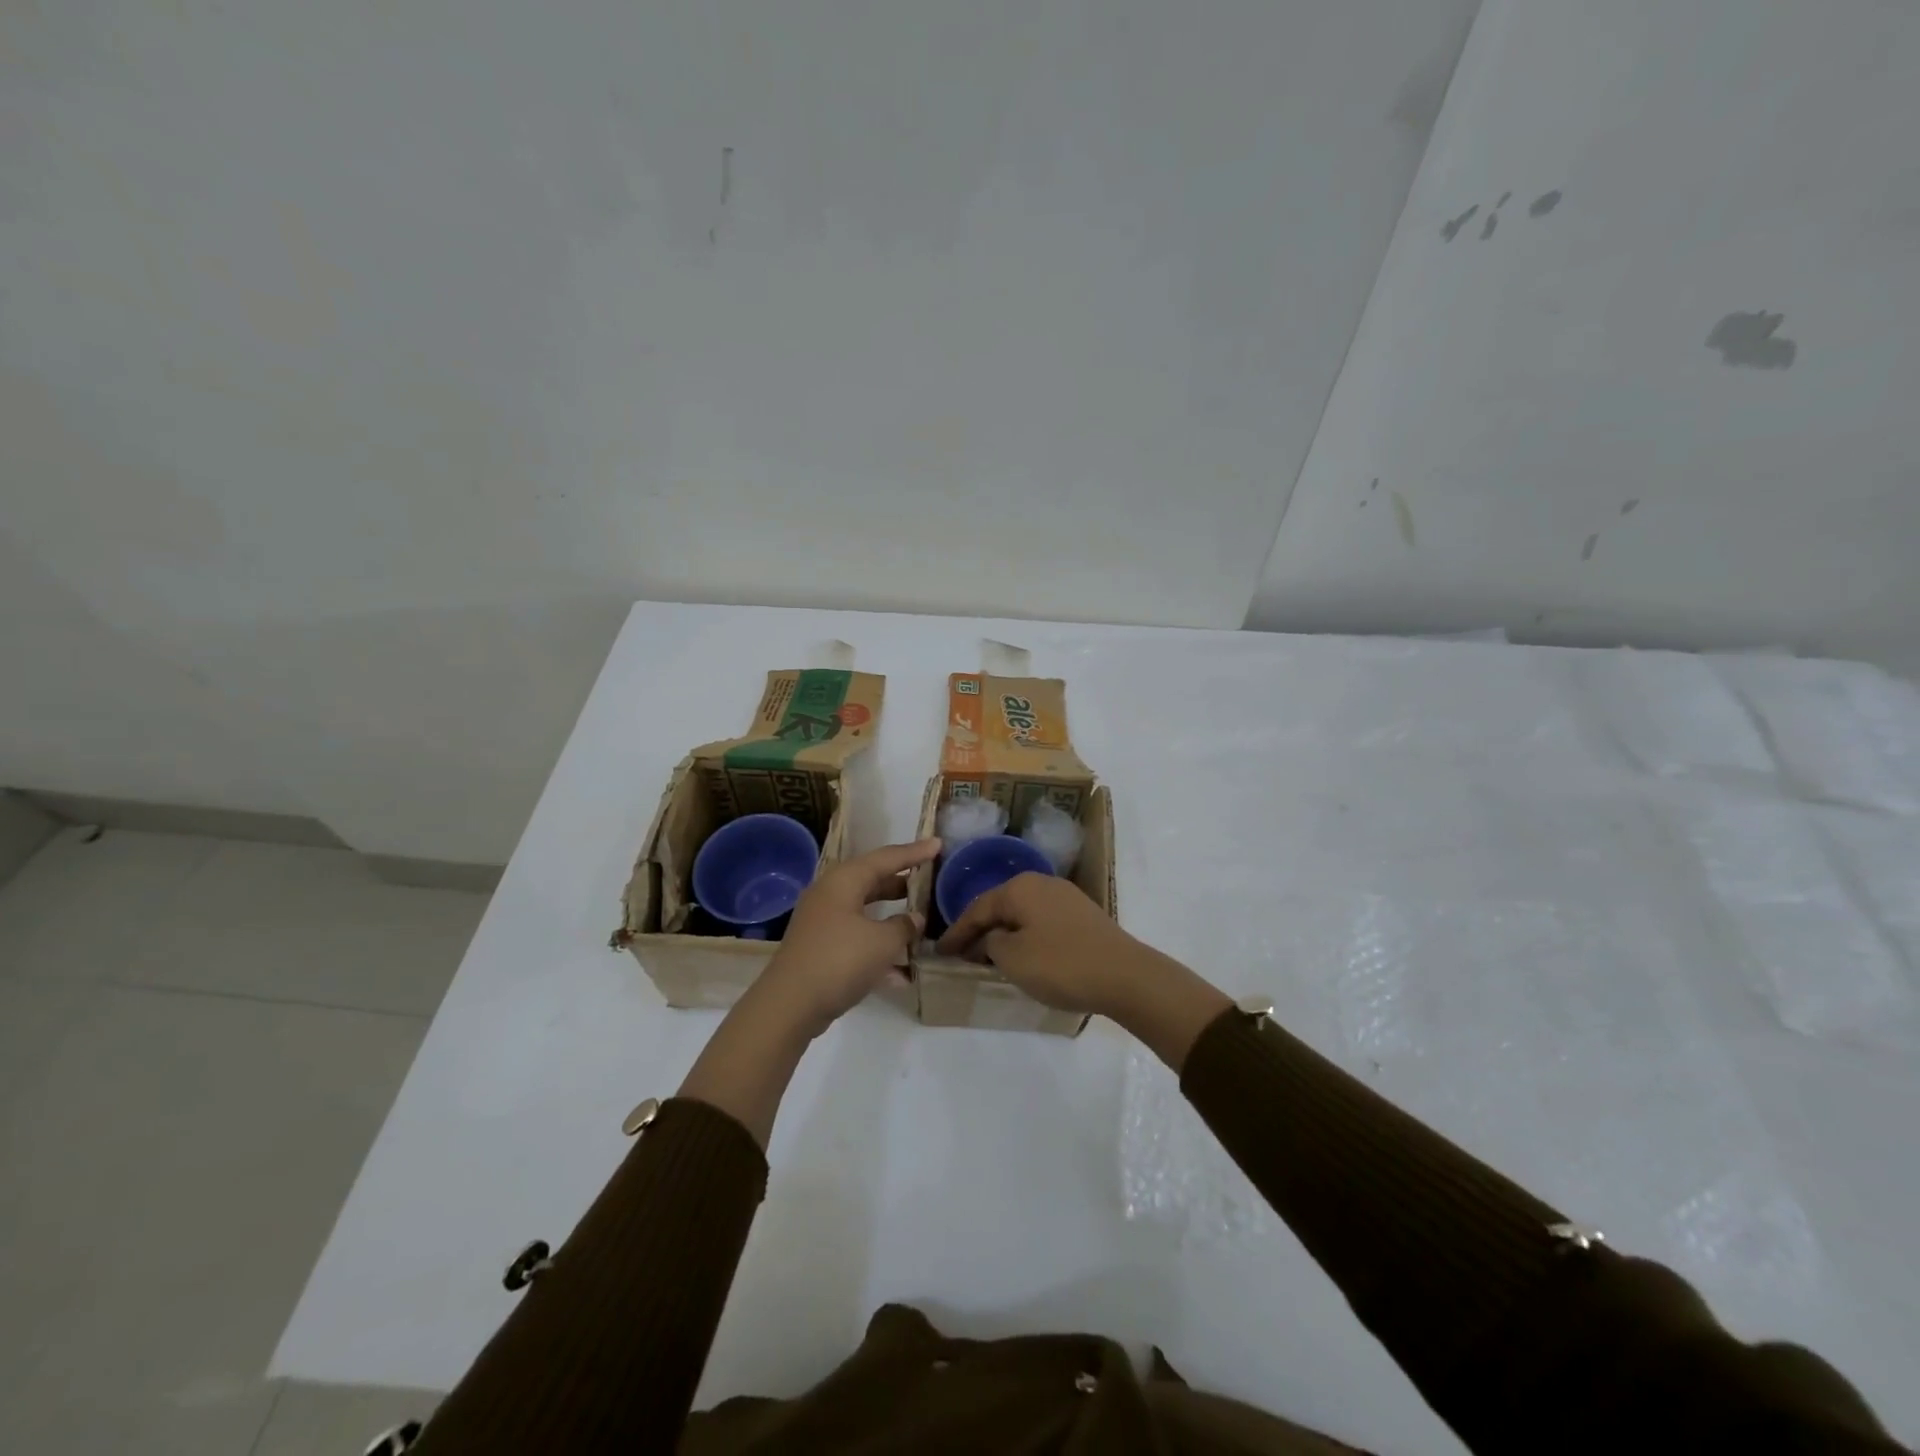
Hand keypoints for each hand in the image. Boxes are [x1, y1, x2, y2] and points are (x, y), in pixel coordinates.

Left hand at [761, 838, 940, 1033]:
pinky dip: (877, 947)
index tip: (938, 844)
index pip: (887, 858)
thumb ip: (903, 926)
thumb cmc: (840, 960)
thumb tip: (913, 919)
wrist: (789, 1004)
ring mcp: (822, 921)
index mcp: (845, 880)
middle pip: (873, 881)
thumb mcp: (882, 942)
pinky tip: (902, 973)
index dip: (915, 852)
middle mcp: (830, 893)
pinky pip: (856, 937)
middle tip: (929, 879)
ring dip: (891, 918)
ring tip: (919, 921)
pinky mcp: (819, 947)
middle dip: (902, 882)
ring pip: (865, 911)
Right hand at [934, 871, 1147, 1017]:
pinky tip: (1025, 956)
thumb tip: (992, 938)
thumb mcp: (1013, 958)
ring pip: (1023, 914)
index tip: (939, 953)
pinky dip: (1027, 937)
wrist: (1125, 975)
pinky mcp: (1083, 916)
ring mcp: (1066, 897)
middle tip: (961, 954)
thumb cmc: (1061, 964)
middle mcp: (1042, 883)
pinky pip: (1042, 922)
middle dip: (980, 930)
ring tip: (990, 957)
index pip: (977, 908)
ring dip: (1005, 934)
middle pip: (1001, 906)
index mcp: (1020, 887)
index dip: (956, 932)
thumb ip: (991, 943)